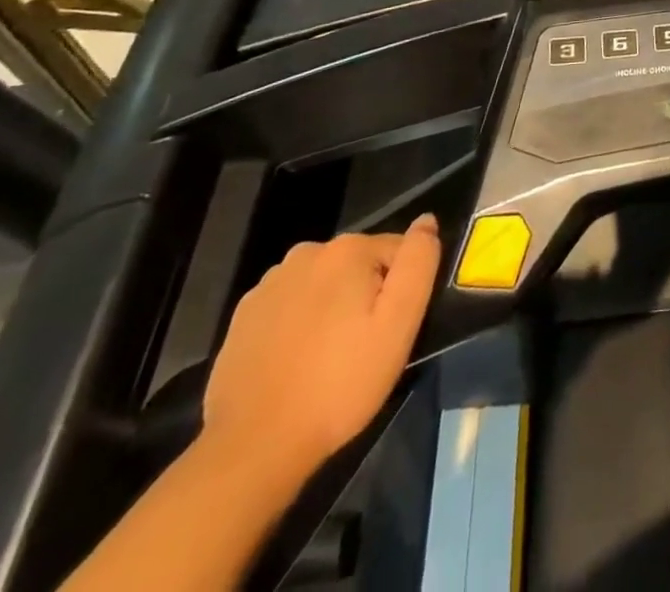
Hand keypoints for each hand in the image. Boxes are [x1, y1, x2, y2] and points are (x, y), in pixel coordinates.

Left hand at [202, 216, 441, 481]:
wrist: (254, 446)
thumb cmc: (340, 383)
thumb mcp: (400, 323)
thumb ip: (418, 262)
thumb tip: (427, 221)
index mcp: (347, 249)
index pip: (396, 251)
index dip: (400, 290)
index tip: (391, 330)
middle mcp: (306, 253)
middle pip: (357, 265)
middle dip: (365, 295)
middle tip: (363, 346)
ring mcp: (269, 284)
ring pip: (322, 284)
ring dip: (332, 306)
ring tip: (328, 356)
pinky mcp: (242, 316)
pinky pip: (289, 305)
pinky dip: (298, 323)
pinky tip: (296, 361)